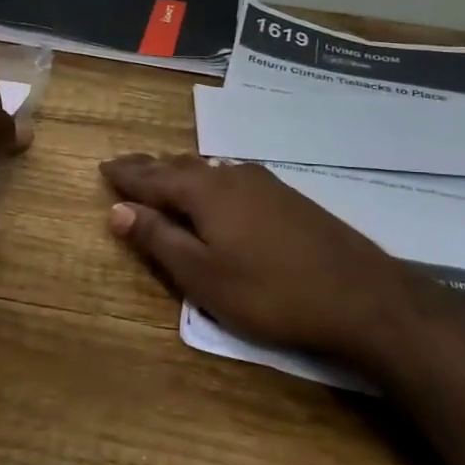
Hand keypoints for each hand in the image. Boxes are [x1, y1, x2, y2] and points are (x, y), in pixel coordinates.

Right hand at [100, 153, 413, 369]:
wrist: (361, 296)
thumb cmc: (269, 292)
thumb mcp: (202, 275)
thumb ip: (158, 240)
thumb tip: (118, 210)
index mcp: (205, 192)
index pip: (153, 177)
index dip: (126, 175)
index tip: (103, 168)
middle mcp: (232, 176)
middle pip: (180, 167)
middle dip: (150, 168)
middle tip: (125, 168)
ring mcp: (265, 184)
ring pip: (209, 171)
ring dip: (180, 174)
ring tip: (162, 177)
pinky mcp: (288, 199)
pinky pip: (232, 180)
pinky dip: (208, 183)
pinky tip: (215, 193)